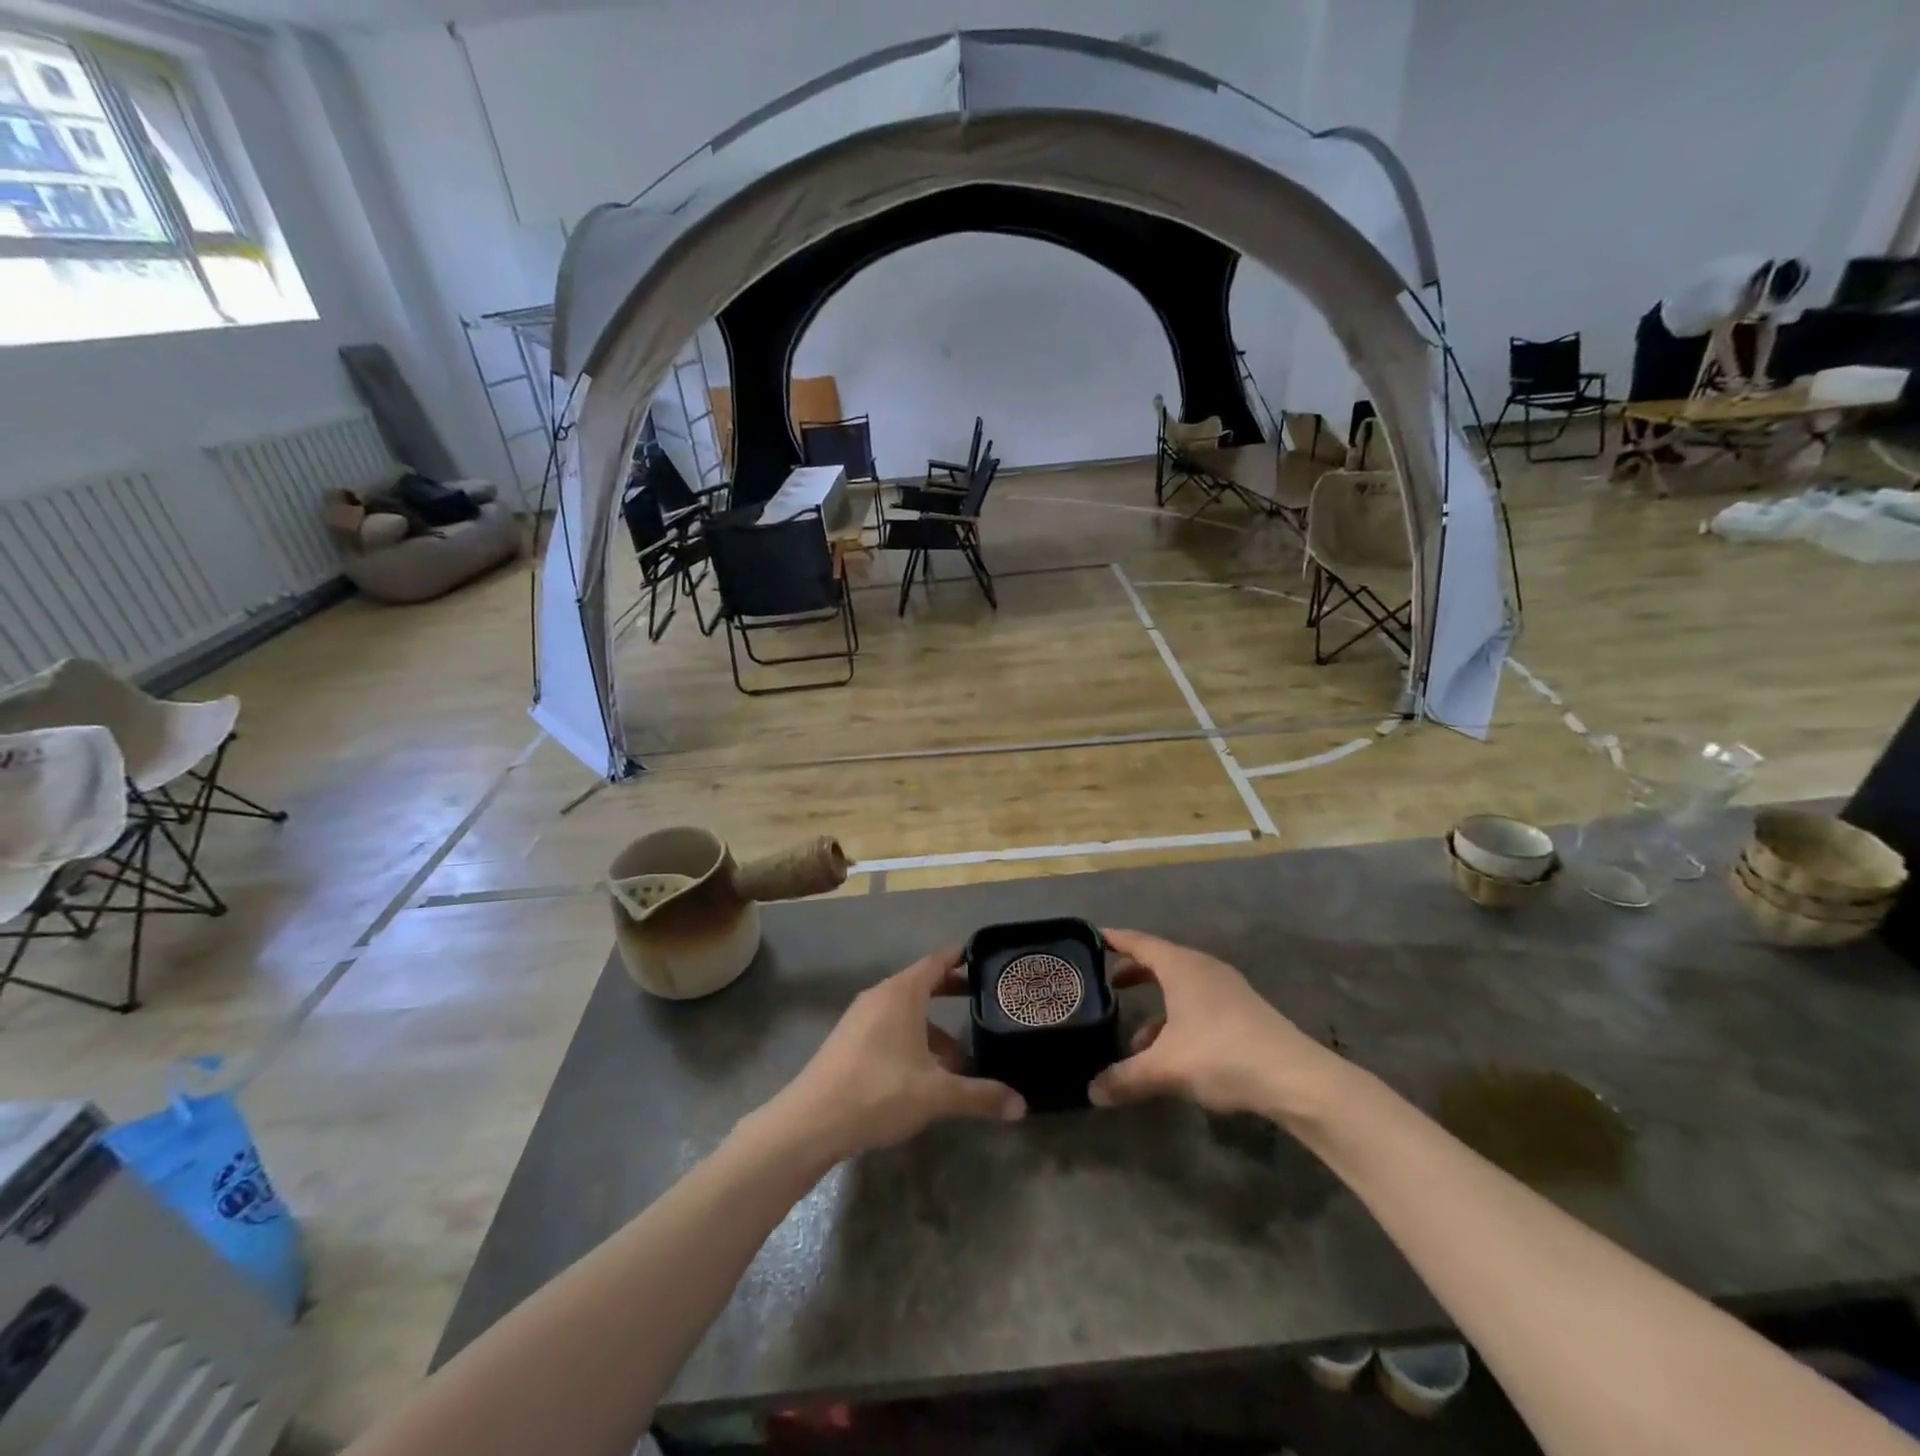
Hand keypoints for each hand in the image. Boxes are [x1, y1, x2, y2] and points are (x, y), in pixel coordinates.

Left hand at [771, 948, 1024, 1162]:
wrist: (810, 1122)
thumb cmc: (878, 1093)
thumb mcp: (936, 1094)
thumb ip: (980, 1096)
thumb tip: (1022, 1106)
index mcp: (901, 993)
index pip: (937, 961)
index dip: (961, 957)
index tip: (985, 956)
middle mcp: (880, 996)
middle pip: (922, 984)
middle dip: (952, 992)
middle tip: (983, 1001)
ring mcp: (860, 1018)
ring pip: (906, 1012)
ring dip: (933, 1028)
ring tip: (960, 1058)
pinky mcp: (848, 1041)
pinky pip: (889, 1028)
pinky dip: (912, 1039)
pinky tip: (925, 1074)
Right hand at [1088, 929, 1338, 1118]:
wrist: (1296, 1079)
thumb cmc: (1222, 1055)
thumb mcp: (1166, 1068)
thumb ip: (1125, 1078)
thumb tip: (1091, 1092)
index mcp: (1181, 966)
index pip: (1139, 942)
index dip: (1114, 940)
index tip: (1092, 939)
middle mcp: (1203, 968)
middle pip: (1160, 961)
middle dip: (1132, 972)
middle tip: (1106, 984)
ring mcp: (1227, 989)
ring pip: (1180, 987)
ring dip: (1155, 1003)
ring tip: (1133, 1036)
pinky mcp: (1243, 1012)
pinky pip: (1198, 1003)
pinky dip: (1177, 1018)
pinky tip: (1170, 1053)